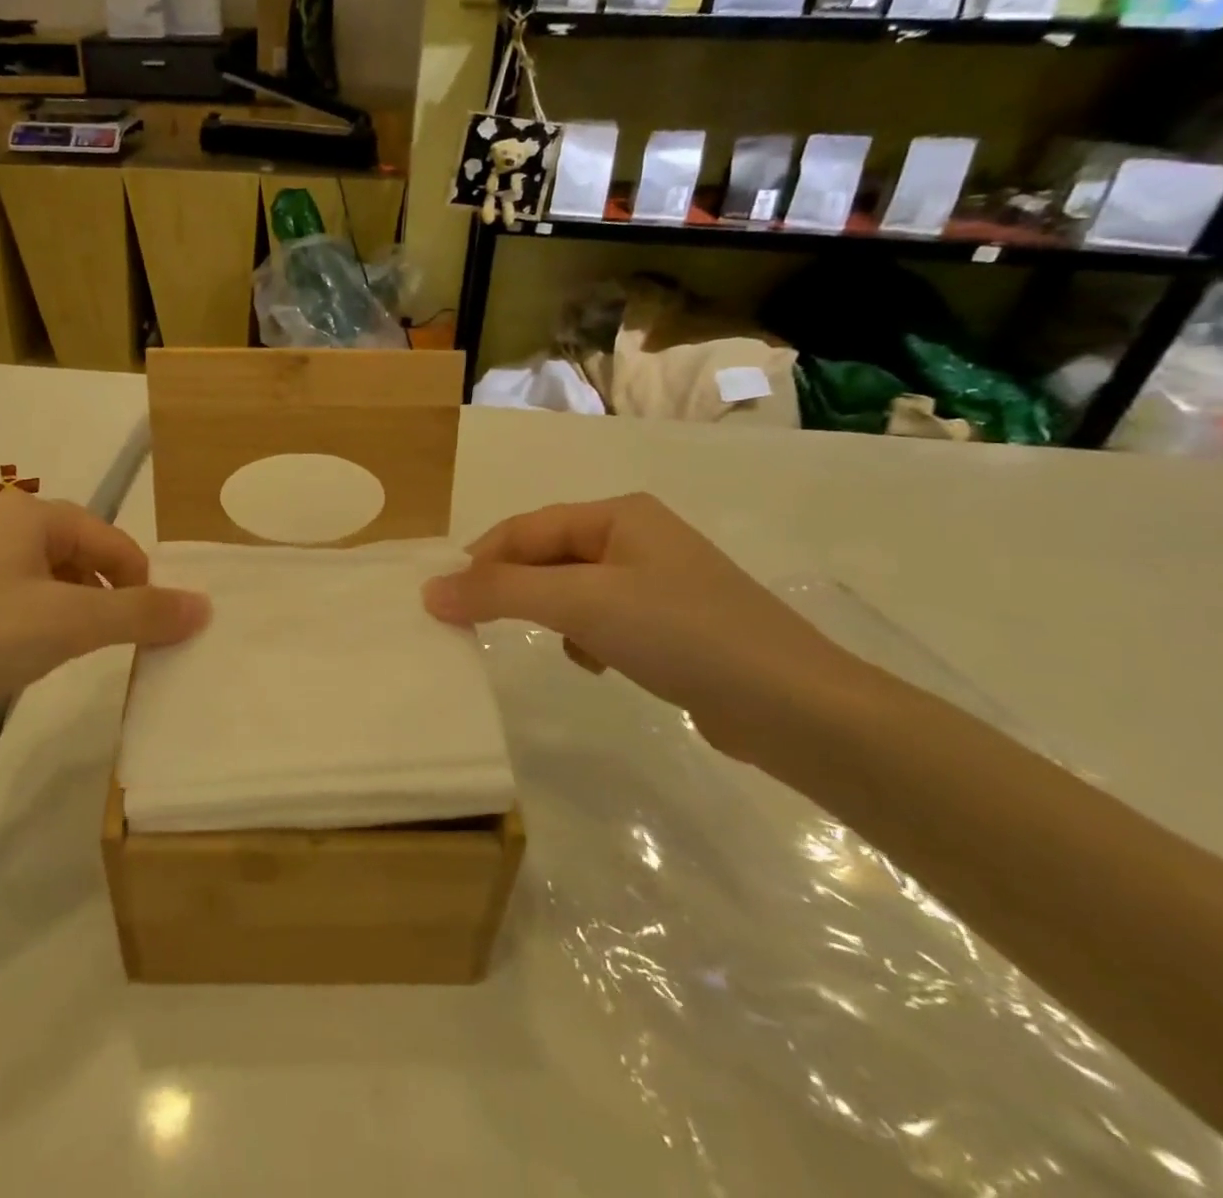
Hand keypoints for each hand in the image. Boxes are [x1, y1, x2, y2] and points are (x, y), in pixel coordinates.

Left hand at [0, 489, 208, 759]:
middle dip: (103, 599)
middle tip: (106, 645)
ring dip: (67, 616)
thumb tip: (205, 606)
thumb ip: (141, 613)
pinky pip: (6, 605)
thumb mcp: (68, 624)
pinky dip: (27, 629)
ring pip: (42, 584)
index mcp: (29, 514)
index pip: (112, 540)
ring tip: (61, 656)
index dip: (141, 584)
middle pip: (78, 556)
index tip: (152, 633)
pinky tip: (12, 664)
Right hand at [423, 494, 863, 767]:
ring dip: (550, 616)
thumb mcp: (581, 603)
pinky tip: (596, 664)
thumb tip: (429, 590)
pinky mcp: (669, 626)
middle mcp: (636, 538)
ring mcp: (656, 582)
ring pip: (571, 591)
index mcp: (618, 515)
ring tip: (553, 644)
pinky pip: (601, 620)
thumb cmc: (680, 633)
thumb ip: (501, 592)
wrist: (793, 707)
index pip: (526, 528)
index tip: (441, 600)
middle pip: (548, 557)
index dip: (479, 560)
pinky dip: (585, 639)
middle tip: (472, 625)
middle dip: (513, 590)